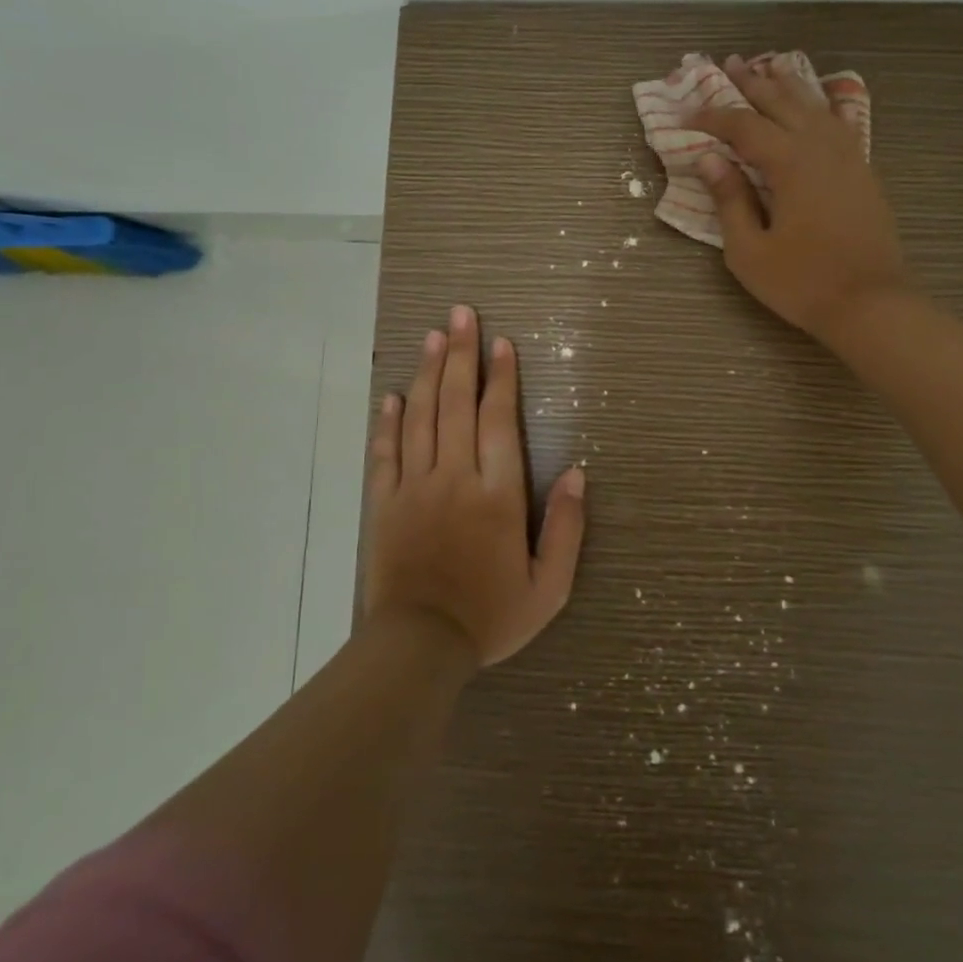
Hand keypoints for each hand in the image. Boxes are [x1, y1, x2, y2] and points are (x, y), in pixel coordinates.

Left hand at [363, 305, 586, 668]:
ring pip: (421, 417)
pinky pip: (386, 452)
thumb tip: (577, 472)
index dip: (501, 378)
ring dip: (428, 373)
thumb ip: (567, 527)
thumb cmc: (491, 616)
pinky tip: (393, 394)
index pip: (499, 420)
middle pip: (456, 404)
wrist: (419, 648)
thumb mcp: (550, 586)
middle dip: (462, 355)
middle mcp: (454, 478)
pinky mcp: (385, 503)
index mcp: (497, 494)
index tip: (502, 343)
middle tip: (461, 314)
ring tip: (433, 337)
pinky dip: (388, 421)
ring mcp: (414, 487)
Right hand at [687, 54, 907, 341]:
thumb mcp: (749, 251)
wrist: (871, 303)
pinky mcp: (862, 171)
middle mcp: (820, 147)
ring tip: (767, 68)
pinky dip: (820, 106)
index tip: (685, 114)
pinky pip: (838, 122)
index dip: (712, 117)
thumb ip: (729, 201)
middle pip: (781, 102)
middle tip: (726, 65)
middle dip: (751, 83)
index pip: (743, 126)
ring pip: (813, 106)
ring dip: (787, 86)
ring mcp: (848, 156)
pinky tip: (816, 103)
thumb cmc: (802, 282)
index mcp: (790, 163)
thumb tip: (709, 160)